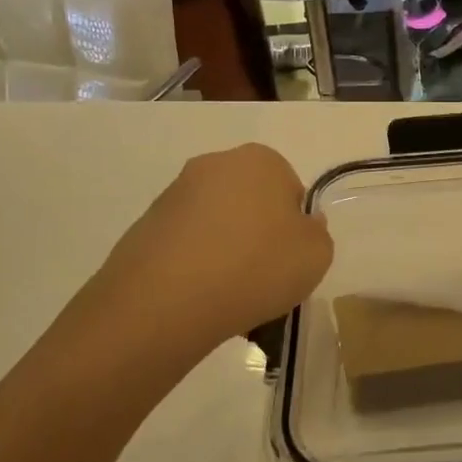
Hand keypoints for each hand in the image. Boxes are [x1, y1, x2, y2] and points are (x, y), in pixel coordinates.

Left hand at [71, 143, 333, 361]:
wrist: (166, 301)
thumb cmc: (256, 267)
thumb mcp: (317, 255)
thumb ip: (317, 233)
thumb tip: (300, 225)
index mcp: (260, 160)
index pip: (290, 190)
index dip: (294, 228)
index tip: (289, 259)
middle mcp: (214, 165)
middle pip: (250, 203)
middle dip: (257, 236)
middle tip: (263, 278)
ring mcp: (174, 194)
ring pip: (216, 226)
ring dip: (225, 253)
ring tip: (229, 298)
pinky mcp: (145, 226)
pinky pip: (185, 246)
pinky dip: (195, 267)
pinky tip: (199, 300)